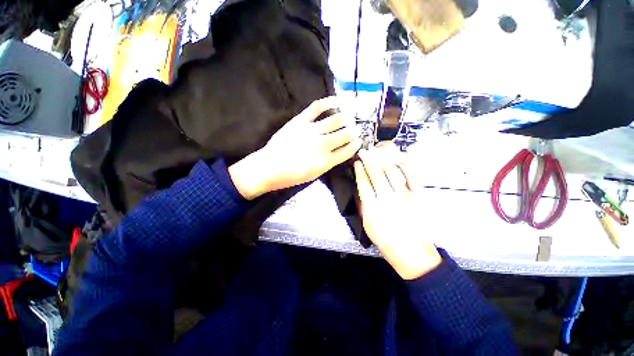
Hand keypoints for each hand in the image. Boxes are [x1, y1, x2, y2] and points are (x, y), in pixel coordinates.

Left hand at [229, 96, 361, 199]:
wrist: (269, 168)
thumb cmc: (291, 176)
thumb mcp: (314, 175)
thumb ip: (328, 163)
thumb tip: (338, 152)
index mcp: (326, 162)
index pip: (347, 151)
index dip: (355, 146)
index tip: (359, 142)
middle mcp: (322, 145)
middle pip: (345, 135)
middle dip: (354, 132)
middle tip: (358, 129)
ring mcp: (311, 131)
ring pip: (335, 120)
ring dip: (347, 119)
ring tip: (351, 117)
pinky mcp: (300, 121)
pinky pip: (317, 107)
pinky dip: (329, 102)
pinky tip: (338, 101)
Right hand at [354, 144, 440, 279]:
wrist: (412, 252)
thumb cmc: (386, 240)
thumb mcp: (367, 225)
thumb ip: (363, 205)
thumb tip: (360, 188)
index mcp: (373, 208)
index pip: (363, 183)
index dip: (359, 171)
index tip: (357, 163)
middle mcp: (388, 198)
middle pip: (377, 174)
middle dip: (369, 161)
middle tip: (366, 152)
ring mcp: (405, 196)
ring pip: (393, 171)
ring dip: (385, 159)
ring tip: (380, 152)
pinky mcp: (419, 196)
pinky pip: (411, 175)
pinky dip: (404, 166)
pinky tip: (398, 161)